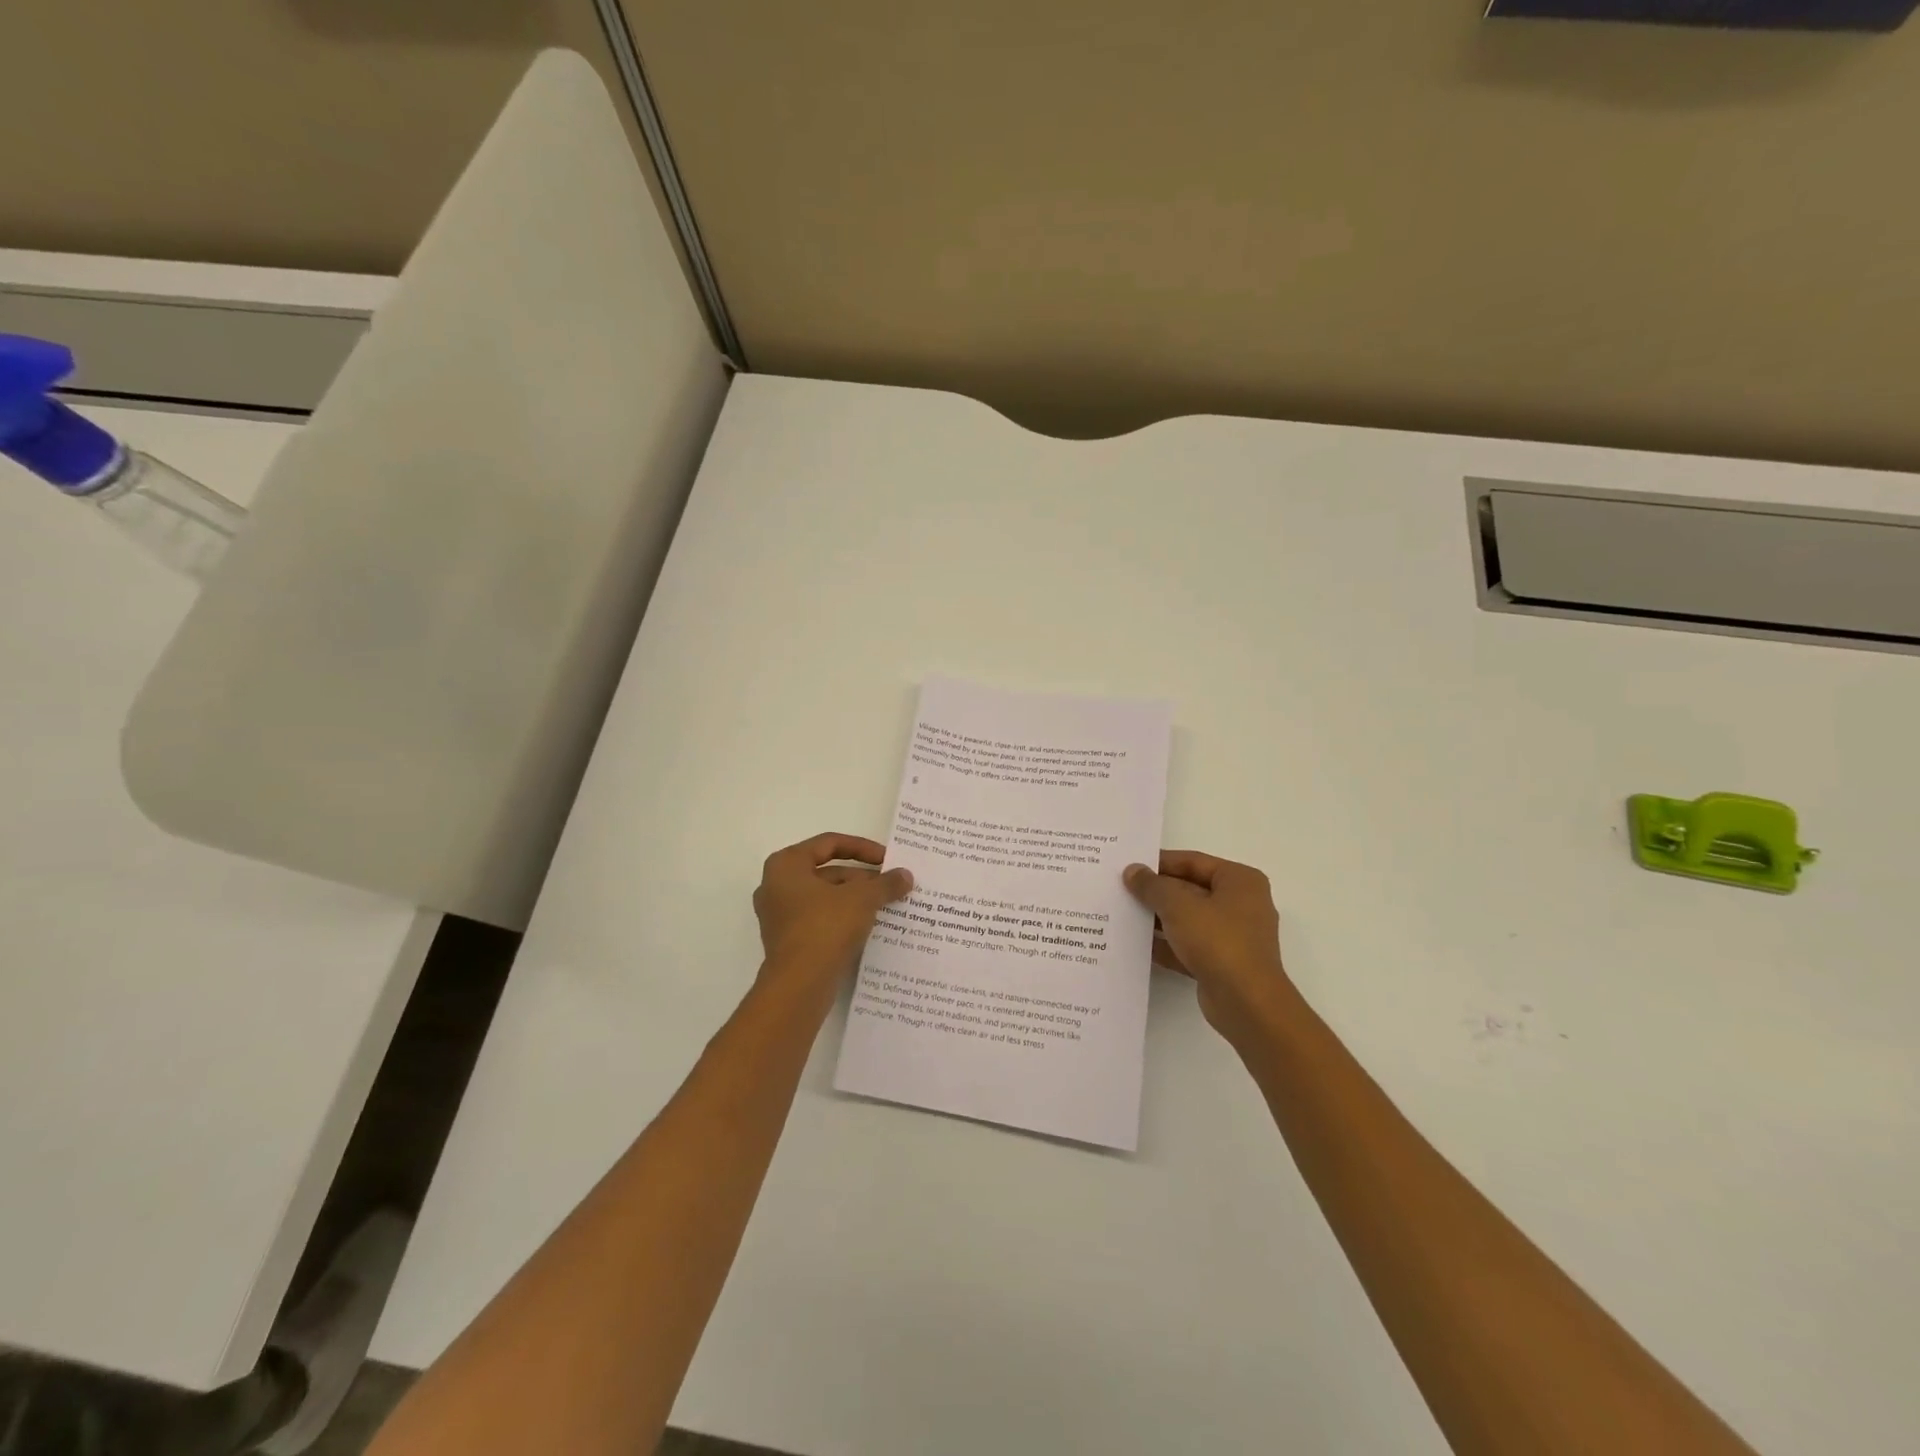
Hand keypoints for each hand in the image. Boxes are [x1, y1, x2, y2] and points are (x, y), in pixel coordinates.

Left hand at [753, 833, 912, 991]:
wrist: (799, 985)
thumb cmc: (825, 927)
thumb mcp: (862, 899)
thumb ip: (885, 883)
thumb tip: (906, 875)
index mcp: (786, 865)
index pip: (829, 843)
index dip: (862, 848)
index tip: (887, 859)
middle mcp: (776, 886)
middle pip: (827, 871)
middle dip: (862, 877)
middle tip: (891, 885)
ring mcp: (780, 916)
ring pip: (825, 897)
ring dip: (855, 899)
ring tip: (887, 904)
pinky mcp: (788, 942)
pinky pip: (820, 920)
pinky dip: (844, 918)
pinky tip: (870, 926)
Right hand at [1123, 851, 1293, 1040]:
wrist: (1246, 1003)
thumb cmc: (1217, 941)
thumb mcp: (1178, 905)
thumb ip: (1152, 886)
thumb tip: (1132, 871)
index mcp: (1240, 881)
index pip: (1193, 861)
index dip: (1159, 862)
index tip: (1129, 866)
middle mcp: (1241, 904)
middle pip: (1190, 890)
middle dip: (1157, 892)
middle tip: (1121, 890)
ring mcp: (1233, 936)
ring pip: (1188, 919)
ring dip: (1158, 918)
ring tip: (1122, 914)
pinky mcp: (1222, 963)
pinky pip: (1188, 946)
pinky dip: (1166, 944)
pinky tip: (1136, 945)